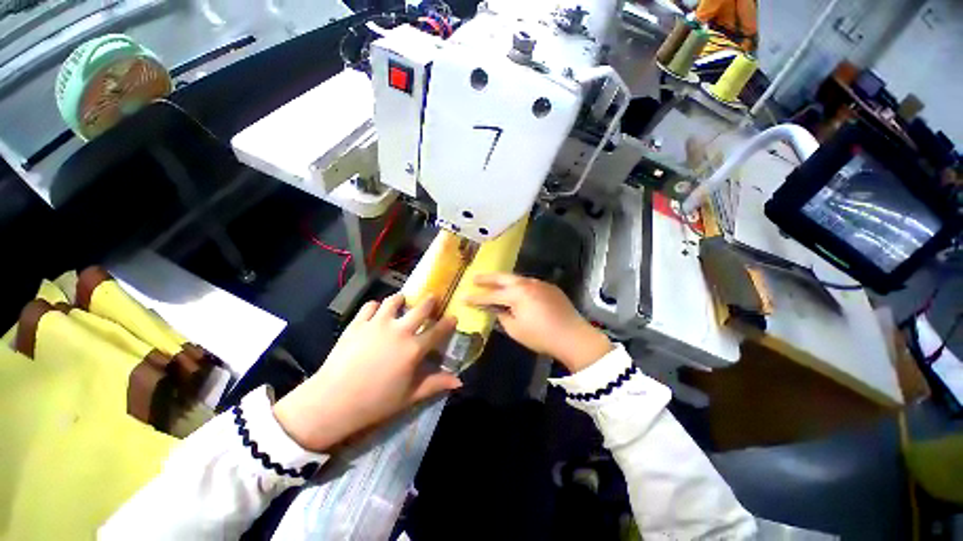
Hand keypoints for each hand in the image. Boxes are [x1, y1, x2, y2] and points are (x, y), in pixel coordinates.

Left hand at [273, 294, 459, 451]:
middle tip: (433, 298)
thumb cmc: (375, 402)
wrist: (332, 401)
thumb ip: (436, 384)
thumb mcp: (409, 396)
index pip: (438, 331)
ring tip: (403, 301)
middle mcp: (399, 330)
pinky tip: (377, 312)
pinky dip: (376, 306)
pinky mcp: (358, 323)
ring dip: (402, 299)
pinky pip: (370, 306)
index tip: (453, 316)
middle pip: (421, 308)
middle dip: (430, 301)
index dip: (448, 322)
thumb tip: (460, 381)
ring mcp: (377, 324)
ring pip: (394, 300)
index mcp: (414, 349)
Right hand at [465, 273, 612, 372]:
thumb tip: (495, 310)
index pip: (491, 296)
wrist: (573, 336)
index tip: (463, 297)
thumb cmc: (541, 336)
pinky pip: (529, 283)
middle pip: (503, 278)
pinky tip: (515, 290)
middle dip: (487, 278)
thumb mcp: (516, 329)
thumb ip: (502, 316)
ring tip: (492, 282)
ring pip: (517, 278)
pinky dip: (518, 285)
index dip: (476, 298)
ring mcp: (540, 283)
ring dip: (503, 280)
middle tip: (474, 278)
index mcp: (517, 294)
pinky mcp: (549, 287)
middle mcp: (527, 283)